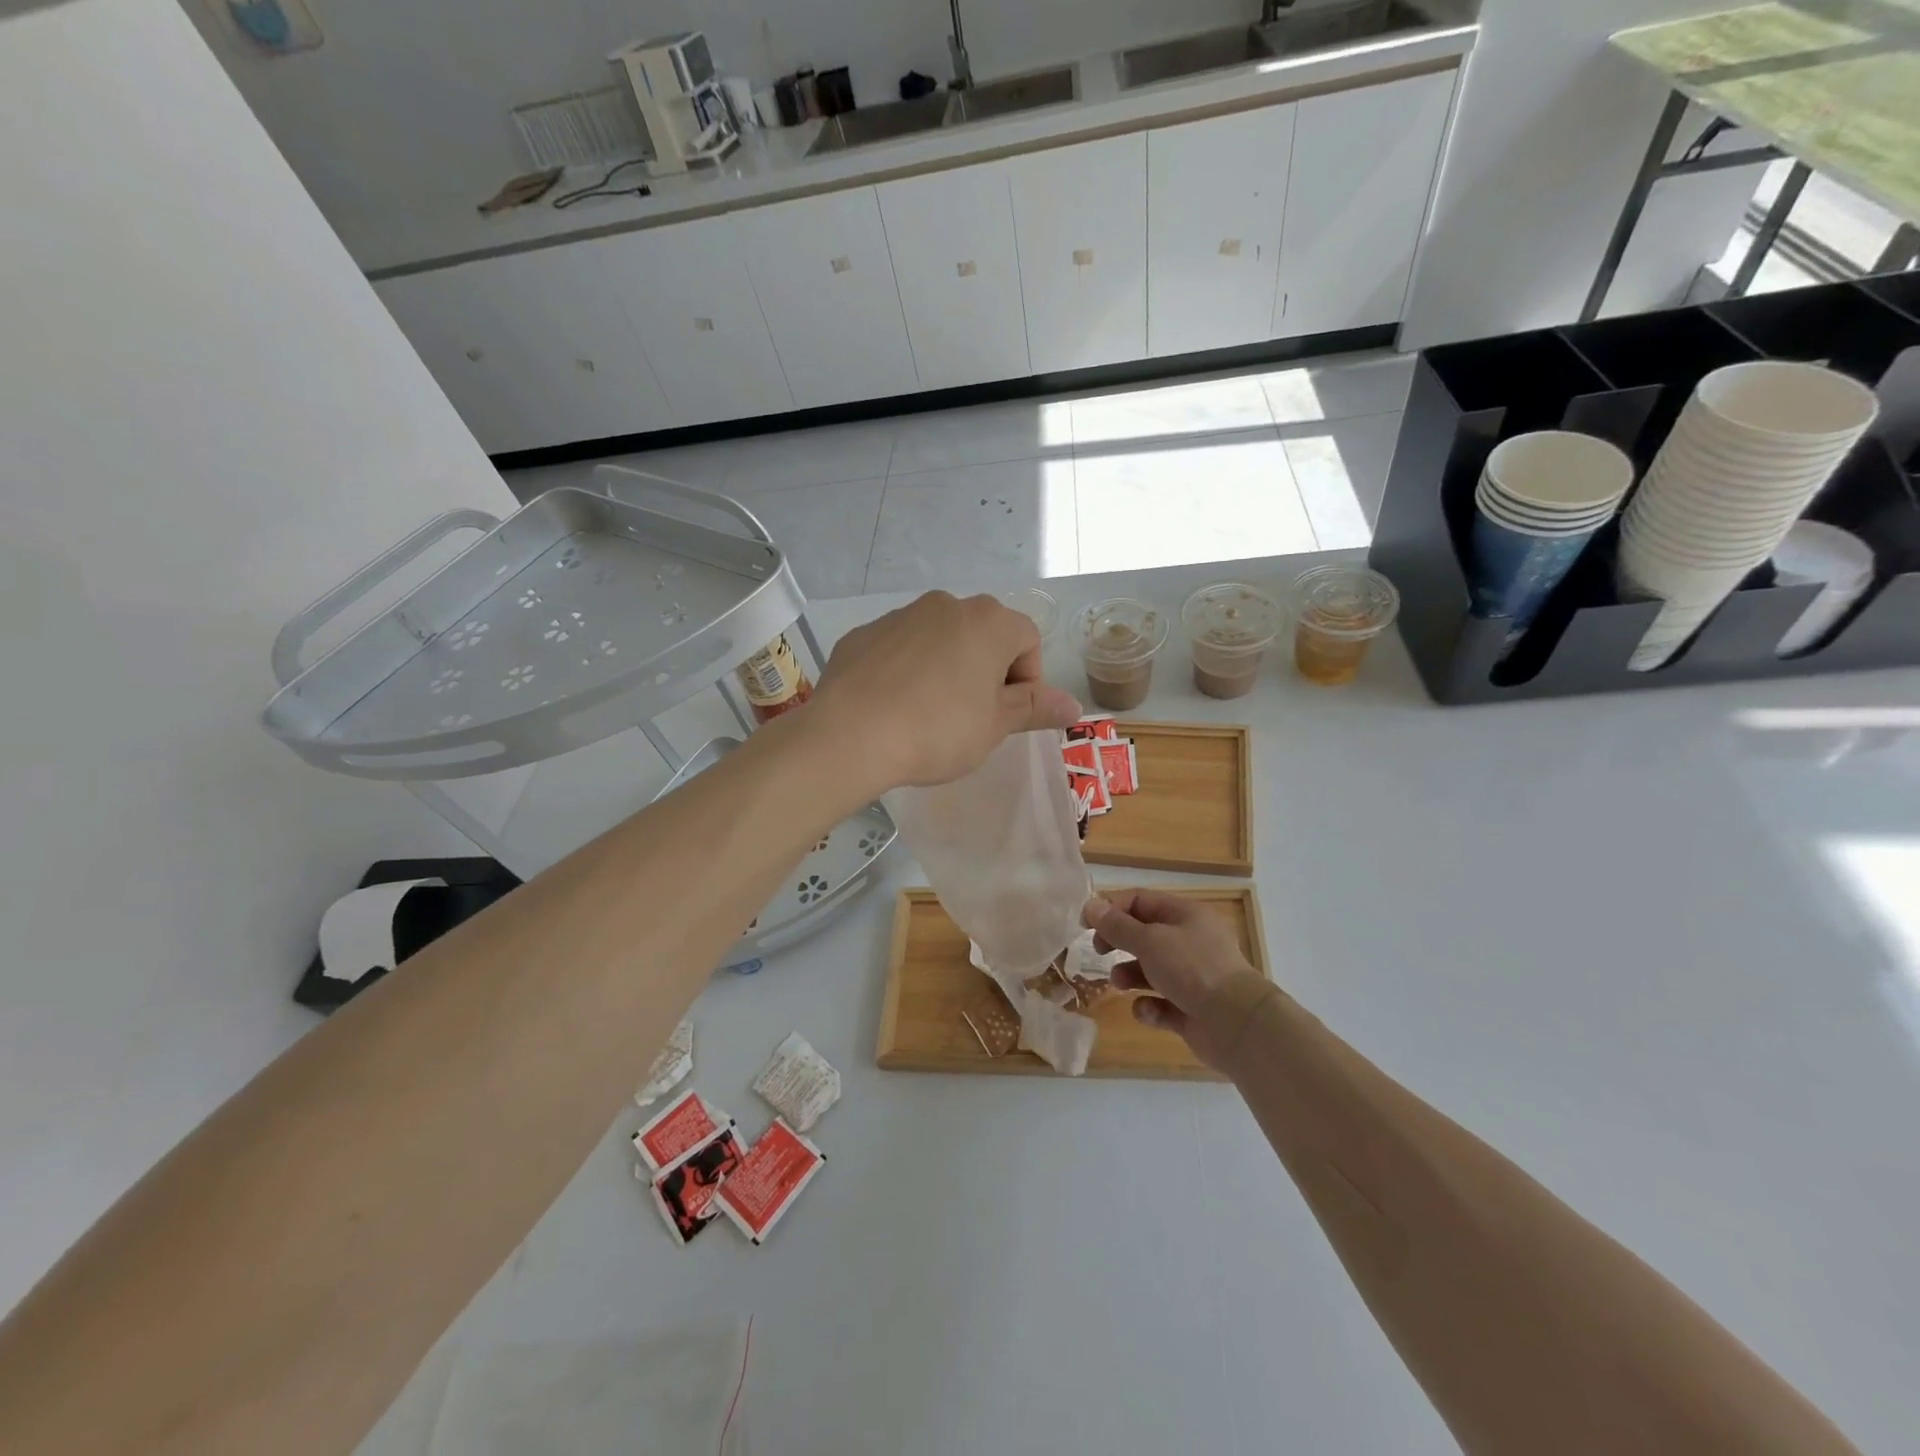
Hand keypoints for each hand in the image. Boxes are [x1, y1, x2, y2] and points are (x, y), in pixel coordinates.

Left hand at [810, 592, 1081, 791]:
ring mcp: (901, 615)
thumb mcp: (994, 726)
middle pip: (984, 634)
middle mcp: (947, 605)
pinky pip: (900, 648)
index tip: (1006, 716)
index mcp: (989, 622)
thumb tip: (1074, 705)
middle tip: (972, 717)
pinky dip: (906, 669)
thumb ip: (1035, 708)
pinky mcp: (864, 633)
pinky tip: (893, 706)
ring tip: (929, 713)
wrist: (850, 733)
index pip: (1029, 641)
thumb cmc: (937, 730)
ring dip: (947, 667)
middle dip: (987, 671)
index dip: (1027, 681)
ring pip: (940, 639)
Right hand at [1086, 889, 1278, 1072]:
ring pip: (1150, 970)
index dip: (1111, 909)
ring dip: (1130, 975)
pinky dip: (1150, 1006)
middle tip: (1099, 952)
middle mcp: (1190, 942)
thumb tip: (1090, 905)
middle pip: (1144, 934)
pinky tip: (1148, 1010)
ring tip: (1120, 984)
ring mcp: (1193, 977)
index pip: (1141, 901)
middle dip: (1119, 943)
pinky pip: (1161, 1003)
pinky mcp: (1192, 1009)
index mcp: (1185, 915)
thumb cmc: (1192, 969)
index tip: (1086, 924)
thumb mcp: (1149, 941)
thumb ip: (1117, 926)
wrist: (1238, 1024)